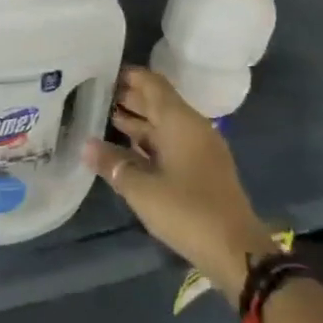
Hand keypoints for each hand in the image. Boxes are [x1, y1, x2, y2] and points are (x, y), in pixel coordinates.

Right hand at [84, 66, 274, 297]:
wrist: (236, 250)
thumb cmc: (186, 211)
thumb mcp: (141, 189)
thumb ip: (112, 163)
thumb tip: (87, 145)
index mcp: (180, 122)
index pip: (152, 84)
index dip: (128, 75)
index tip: (100, 72)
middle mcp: (192, 127)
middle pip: (158, 102)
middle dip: (128, 98)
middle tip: (93, 95)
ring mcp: (200, 149)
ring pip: (164, 124)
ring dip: (137, 121)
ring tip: (103, 118)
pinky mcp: (202, 169)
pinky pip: (171, 142)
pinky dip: (148, 141)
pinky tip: (126, 149)